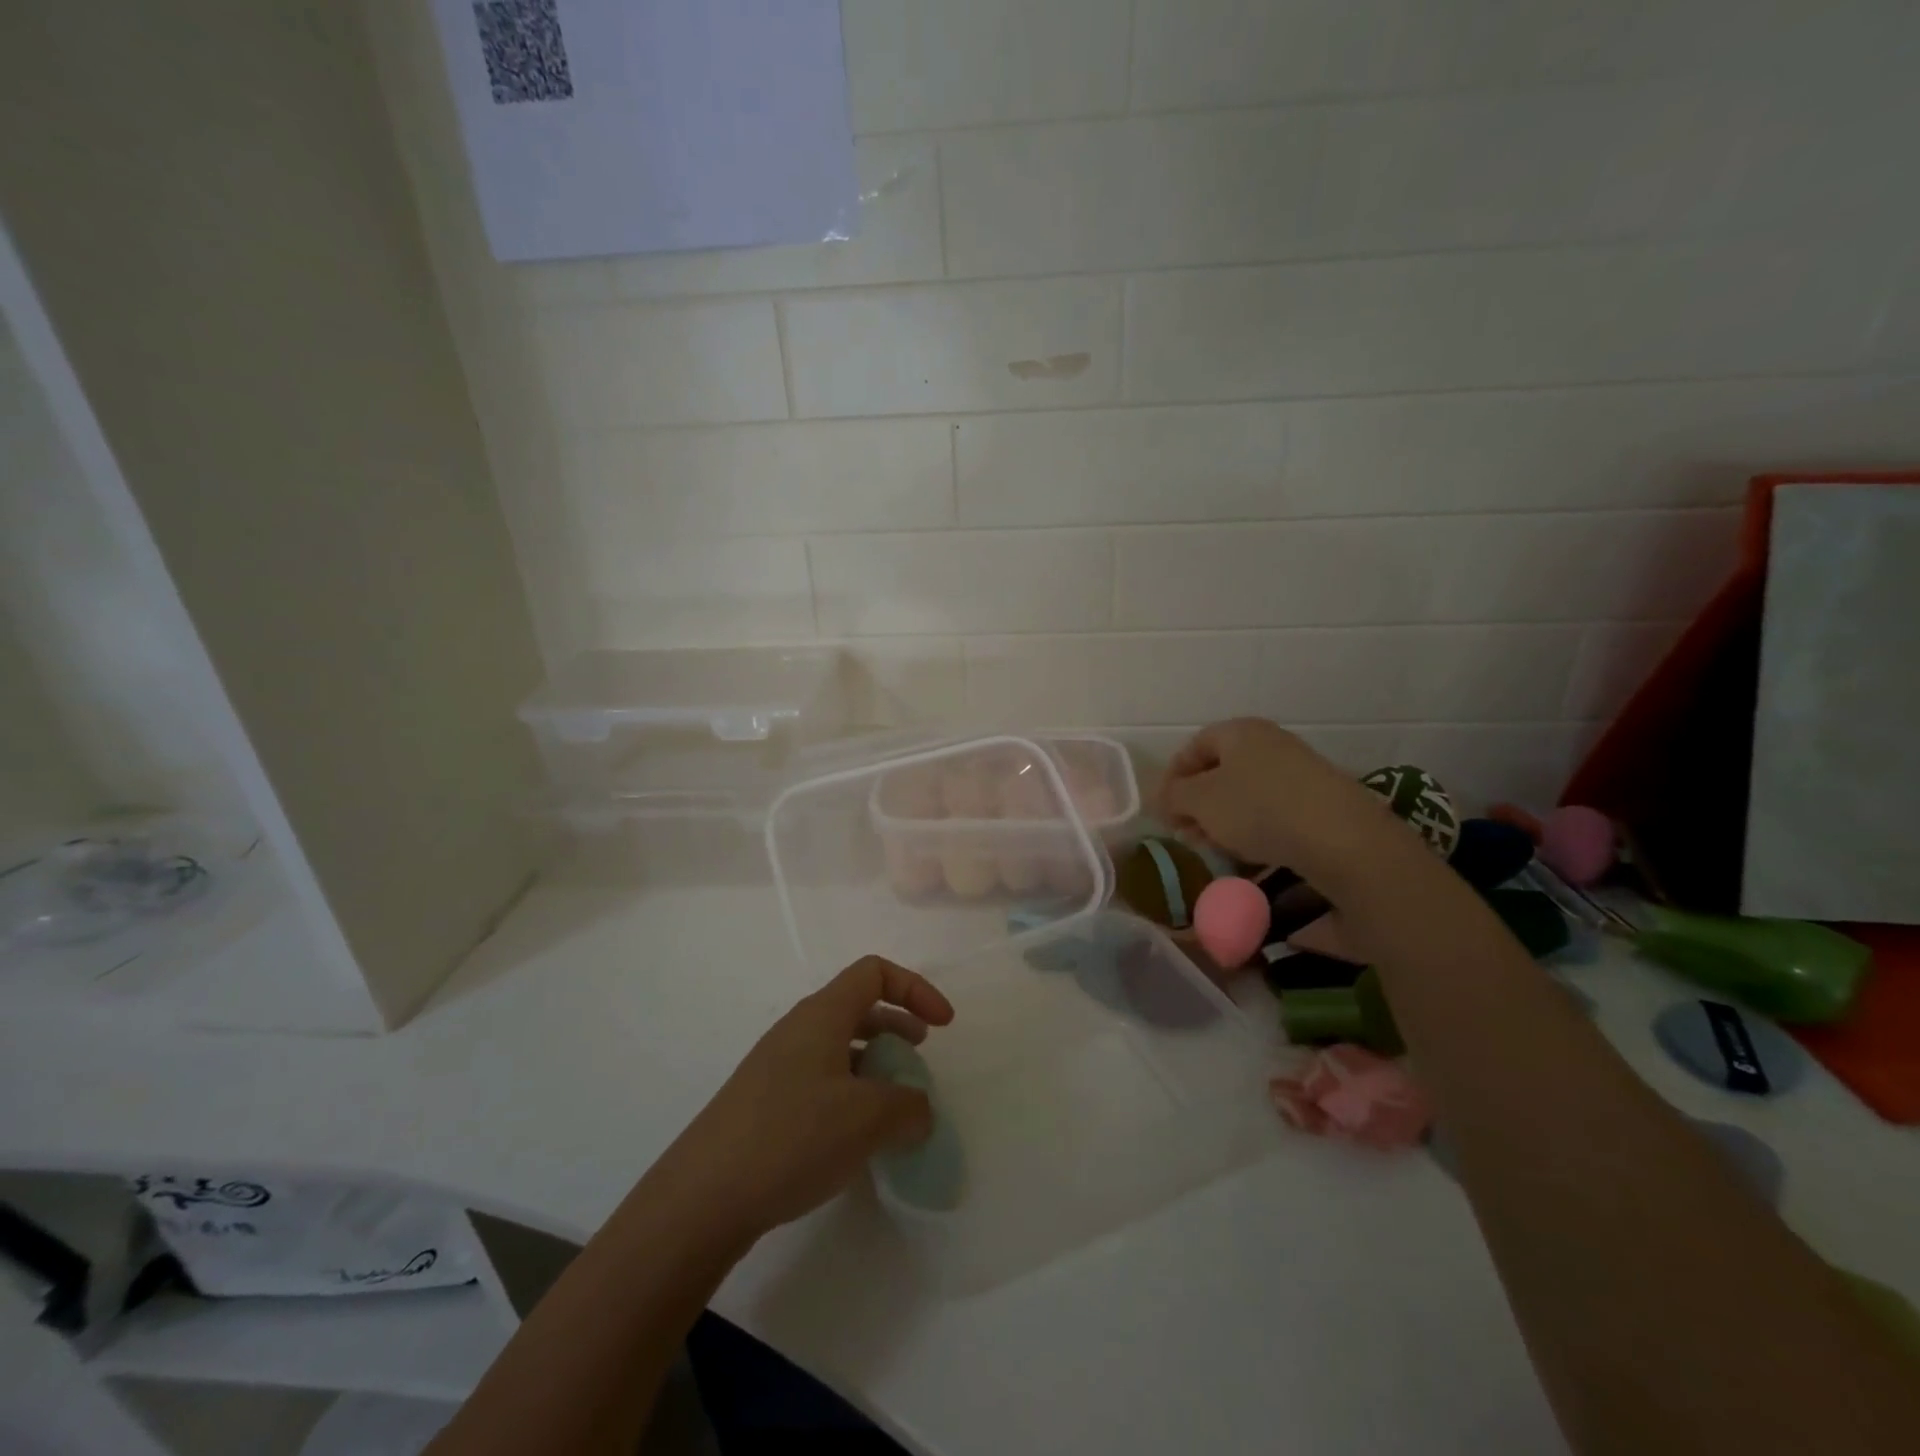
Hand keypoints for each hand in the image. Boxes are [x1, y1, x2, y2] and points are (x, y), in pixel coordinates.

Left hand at [659, 956, 955, 1243]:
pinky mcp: (765, 1102)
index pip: (875, 972)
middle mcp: (798, 1029)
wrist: (702, 1197)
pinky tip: (857, 1136)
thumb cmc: (792, 1137)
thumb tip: (918, 1111)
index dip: (915, 989)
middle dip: (897, 1023)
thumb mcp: (867, 1120)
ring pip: (839, 1044)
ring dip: (875, 1061)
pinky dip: (851, 1090)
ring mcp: (777, 1066)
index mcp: (822, 1015)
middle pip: (857, 1005)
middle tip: (920, 1056)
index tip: (942, 1026)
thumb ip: (909, 1107)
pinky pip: (820, 1078)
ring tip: (894, 1101)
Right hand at [1159, 718, 1387, 873]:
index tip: (1163, 810)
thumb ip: (1173, 796)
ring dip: (1225, 821)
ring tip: (1217, 850)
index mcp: (1239, 731)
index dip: (1173, 776)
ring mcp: (1300, 771)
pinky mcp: (1321, 801)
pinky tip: (1252, 855)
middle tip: (1187, 834)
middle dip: (1199, 804)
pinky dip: (1257, 830)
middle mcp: (1271, 743)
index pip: (1195, 746)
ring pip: (1248, 794)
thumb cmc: (1257, 809)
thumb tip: (1165, 798)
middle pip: (1222, 771)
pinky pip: (1275, 811)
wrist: (1340, 838)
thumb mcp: (1200, 802)